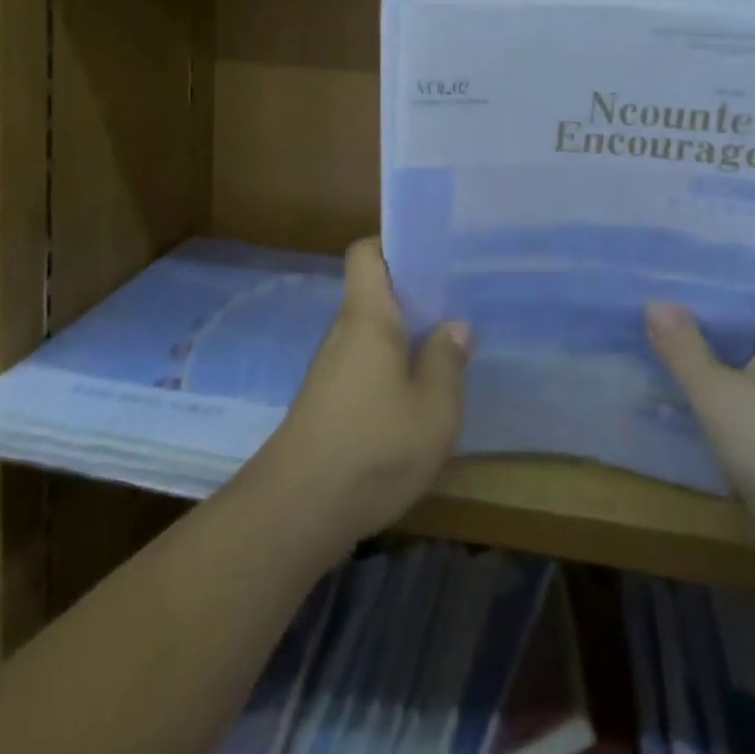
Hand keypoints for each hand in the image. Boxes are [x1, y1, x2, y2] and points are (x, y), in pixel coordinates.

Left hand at [254, 238, 472, 552]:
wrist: (298, 509)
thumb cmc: (373, 447)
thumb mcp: (433, 409)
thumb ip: (446, 361)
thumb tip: (454, 325)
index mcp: (367, 316)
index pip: (366, 253)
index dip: (393, 245)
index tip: (431, 256)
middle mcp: (344, 331)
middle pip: (374, 292)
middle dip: (413, 295)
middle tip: (456, 303)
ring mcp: (331, 367)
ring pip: (371, 332)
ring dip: (404, 336)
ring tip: (446, 346)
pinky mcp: (328, 399)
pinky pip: (364, 363)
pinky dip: (390, 367)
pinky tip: (417, 395)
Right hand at [647, 248, 754, 599]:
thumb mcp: (722, 395)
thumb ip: (685, 349)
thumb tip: (655, 302)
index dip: (748, 241)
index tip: (701, 224)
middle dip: (711, 285)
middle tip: (659, 263)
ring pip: (742, 348)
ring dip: (705, 333)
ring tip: (653, 307)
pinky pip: (737, 390)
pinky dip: (707, 377)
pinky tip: (668, 372)